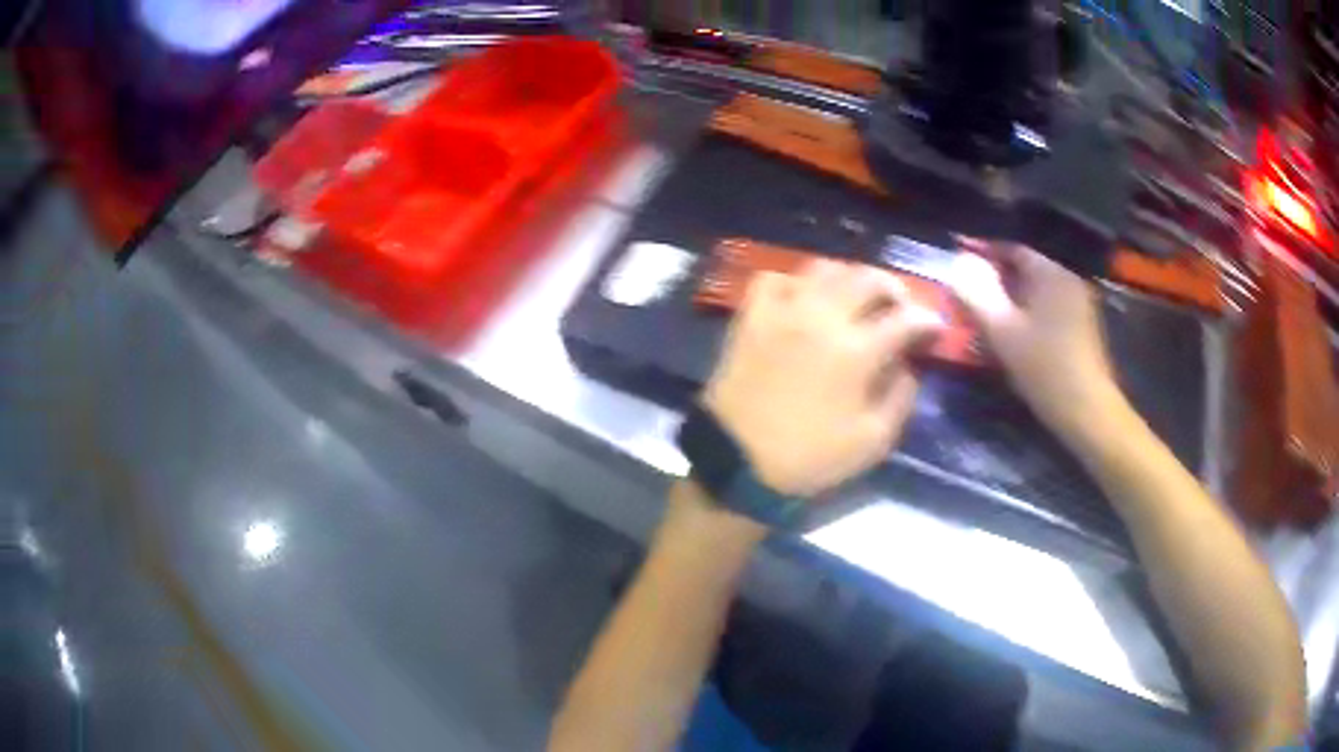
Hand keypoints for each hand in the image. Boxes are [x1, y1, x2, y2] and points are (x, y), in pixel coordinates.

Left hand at [703, 260, 944, 497]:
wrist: (737, 460)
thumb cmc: (809, 457)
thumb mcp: (872, 442)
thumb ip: (900, 398)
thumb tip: (908, 366)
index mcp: (857, 351)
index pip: (905, 319)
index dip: (927, 320)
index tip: (935, 328)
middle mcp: (823, 317)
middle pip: (868, 279)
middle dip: (894, 288)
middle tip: (900, 306)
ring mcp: (783, 311)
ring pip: (825, 269)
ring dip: (850, 277)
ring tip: (856, 297)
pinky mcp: (751, 316)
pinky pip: (776, 279)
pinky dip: (796, 282)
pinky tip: (803, 299)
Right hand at [948, 242, 1120, 438]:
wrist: (1087, 411)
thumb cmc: (1044, 367)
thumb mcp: (1002, 331)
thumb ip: (976, 295)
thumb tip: (956, 266)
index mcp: (1051, 273)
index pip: (1012, 249)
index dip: (983, 251)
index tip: (959, 258)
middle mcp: (1067, 281)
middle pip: (1025, 270)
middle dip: (995, 279)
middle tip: (967, 292)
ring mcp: (1078, 306)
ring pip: (1035, 293)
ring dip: (1010, 300)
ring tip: (985, 316)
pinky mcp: (1082, 329)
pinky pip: (1047, 310)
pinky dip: (1027, 315)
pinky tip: (1012, 335)